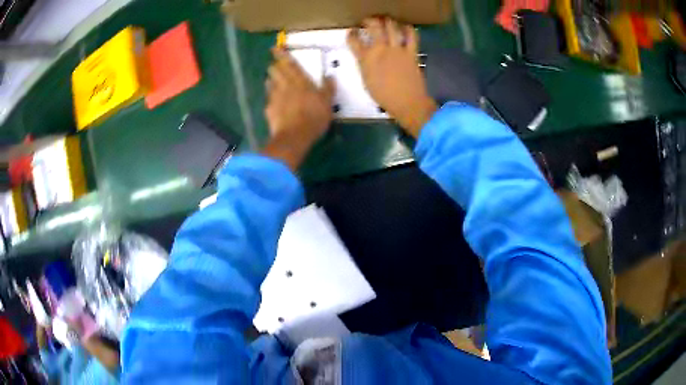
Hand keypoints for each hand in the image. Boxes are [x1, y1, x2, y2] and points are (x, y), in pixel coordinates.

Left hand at [262, 48, 334, 170]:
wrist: (294, 136)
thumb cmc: (314, 117)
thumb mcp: (327, 103)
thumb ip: (328, 89)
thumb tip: (329, 77)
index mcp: (300, 81)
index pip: (290, 64)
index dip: (281, 55)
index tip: (274, 48)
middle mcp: (285, 85)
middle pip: (275, 71)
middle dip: (274, 66)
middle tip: (276, 66)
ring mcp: (274, 97)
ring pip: (269, 83)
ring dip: (271, 80)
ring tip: (274, 82)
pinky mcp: (269, 109)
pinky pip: (268, 100)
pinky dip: (271, 98)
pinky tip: (274, 103)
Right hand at [348, 18, 436, 137]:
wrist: (407, 103)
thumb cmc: (384, 96)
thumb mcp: (366, 81)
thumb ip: (365, 65)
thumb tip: (366, 56)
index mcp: (366, 59)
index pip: (354, 40)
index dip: (351, 33)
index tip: (352, 32)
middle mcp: (380, 50)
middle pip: (373, 26)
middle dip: (369, 20)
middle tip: (369, 21)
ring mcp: (397, 49)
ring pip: (391, 27)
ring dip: (388, 21)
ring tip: (386, 20)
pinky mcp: (411, 52)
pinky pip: (411, 36)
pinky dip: (409, 29)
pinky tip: (406, 27)